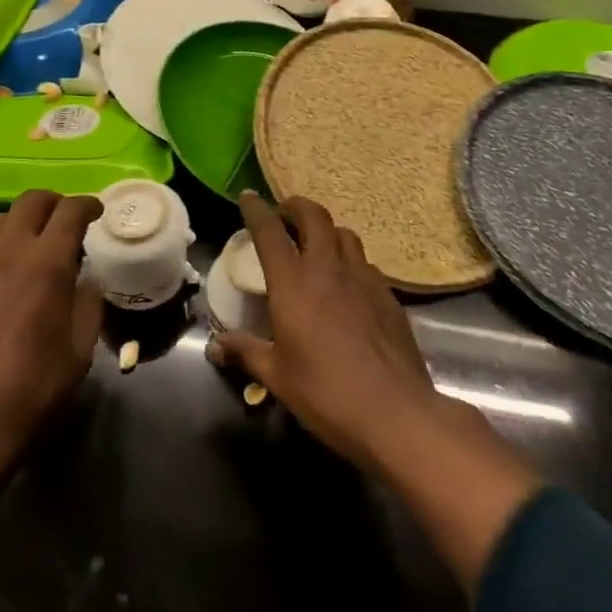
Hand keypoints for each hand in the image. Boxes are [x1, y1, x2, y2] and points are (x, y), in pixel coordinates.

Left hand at [0, 190, 102, 584]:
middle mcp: (8, 250)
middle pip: (32, 200)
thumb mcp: (79, 350)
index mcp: (46, 263)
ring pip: (2, 219)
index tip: (97, 211)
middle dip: (55, 202)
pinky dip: (0, 245)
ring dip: (24, 221)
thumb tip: (87, 281)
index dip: (88, 204)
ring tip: (36, 244)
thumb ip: (88, 304)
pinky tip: (6, 272)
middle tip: (68, 220)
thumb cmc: (32, 389)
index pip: (70, 210)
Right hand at [212, 193, 541, 588]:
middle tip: (284, 214)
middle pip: (314, 216)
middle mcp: (328, 268)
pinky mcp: (388, 295)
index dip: (256, 210)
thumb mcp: (277, 377)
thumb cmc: (327, 393)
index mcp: (293, 282)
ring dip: (326, 230)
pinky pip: (365, 263)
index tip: (248, 198)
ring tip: (316, 244)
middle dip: (296, 206)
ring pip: (344, 234)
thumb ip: (245, 353)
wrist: (396, 414)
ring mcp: (363, 278)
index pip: (270, 231)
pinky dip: (350, 261)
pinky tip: (347, 284)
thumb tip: (214, 347)